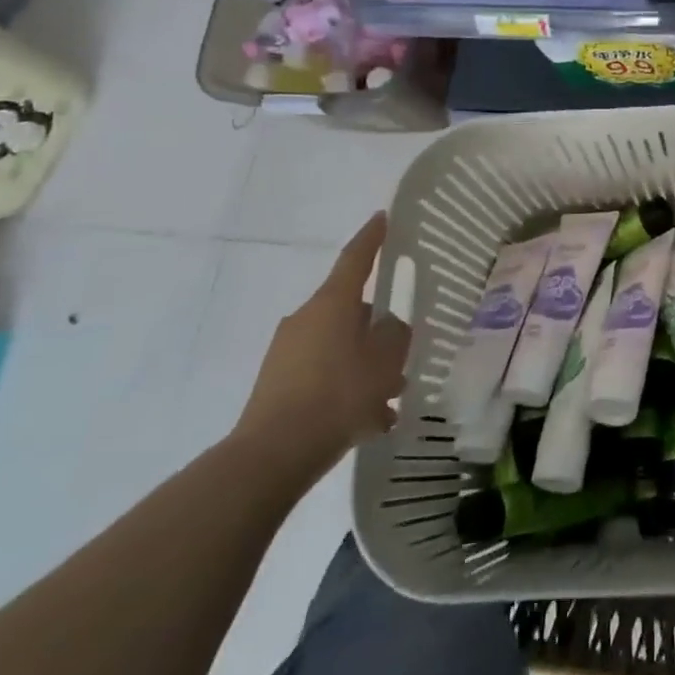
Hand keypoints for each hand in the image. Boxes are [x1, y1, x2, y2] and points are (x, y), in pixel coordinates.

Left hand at [229, 212, 410, 485]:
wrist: (271, 456)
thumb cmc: (337, 396)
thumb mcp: (385, 362)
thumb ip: (395, 336)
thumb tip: (389, 327)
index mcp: (332, 304)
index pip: (356, 259)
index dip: (372, 238)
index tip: (382, 217)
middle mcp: (306, 319)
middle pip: (351, 311)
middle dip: (377, 330)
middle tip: (402, 353)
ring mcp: (287, 353)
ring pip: (340, 347)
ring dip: (365, 365)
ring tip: (391, 398)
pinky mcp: (277, 385)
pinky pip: (324, 375)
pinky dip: (347, 389)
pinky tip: (369, 420)